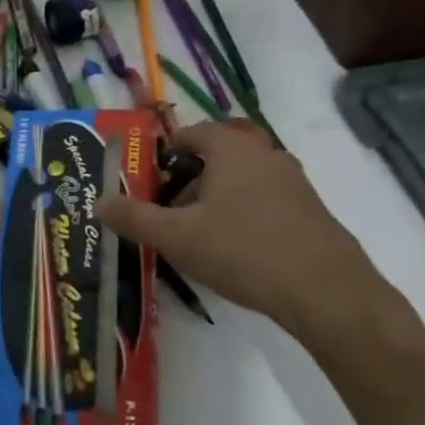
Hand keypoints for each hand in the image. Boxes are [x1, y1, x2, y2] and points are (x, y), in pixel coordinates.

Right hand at [98, 122, 397, 349]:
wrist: (326, 292)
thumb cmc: (243, 250)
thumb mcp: (177, 236)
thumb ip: (134, 217)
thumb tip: (98, 202)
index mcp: (233, 148)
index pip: (193, 133)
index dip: (167, 153)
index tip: (148, 180)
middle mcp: (266, 154)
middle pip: (217, 158)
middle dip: (188, 182)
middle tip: (168, 214)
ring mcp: (294, 182)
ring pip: (241, 182)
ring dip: (215, 201)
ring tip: (198, 238)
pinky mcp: (311, 211)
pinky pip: (265, 202)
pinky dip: (244, 216)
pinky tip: (236, 253)